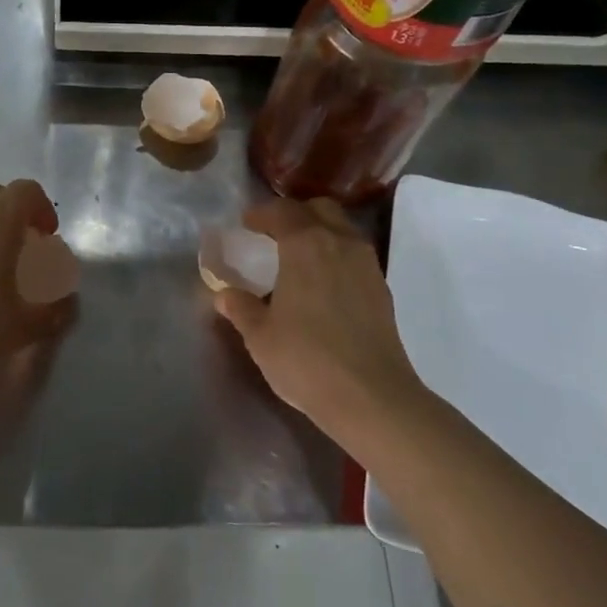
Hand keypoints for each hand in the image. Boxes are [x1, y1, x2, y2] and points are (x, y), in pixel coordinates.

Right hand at [213, 198, 423, 439]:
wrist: (371, 397)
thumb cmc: (305, 360)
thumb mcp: (260, 336)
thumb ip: (240, 307)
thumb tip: (225, 294)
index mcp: (305, 245)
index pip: (282, 212)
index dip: (261, 214)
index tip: (246, 224)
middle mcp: (340, 243)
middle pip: (319, 209)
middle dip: (295, 215)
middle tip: (273, 235)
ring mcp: (366, 265)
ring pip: (341, 230)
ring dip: (319, 233)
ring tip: (297, 259)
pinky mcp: (381, 289)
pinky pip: (354, 255)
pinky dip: (335, 256)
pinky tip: (321, 285)